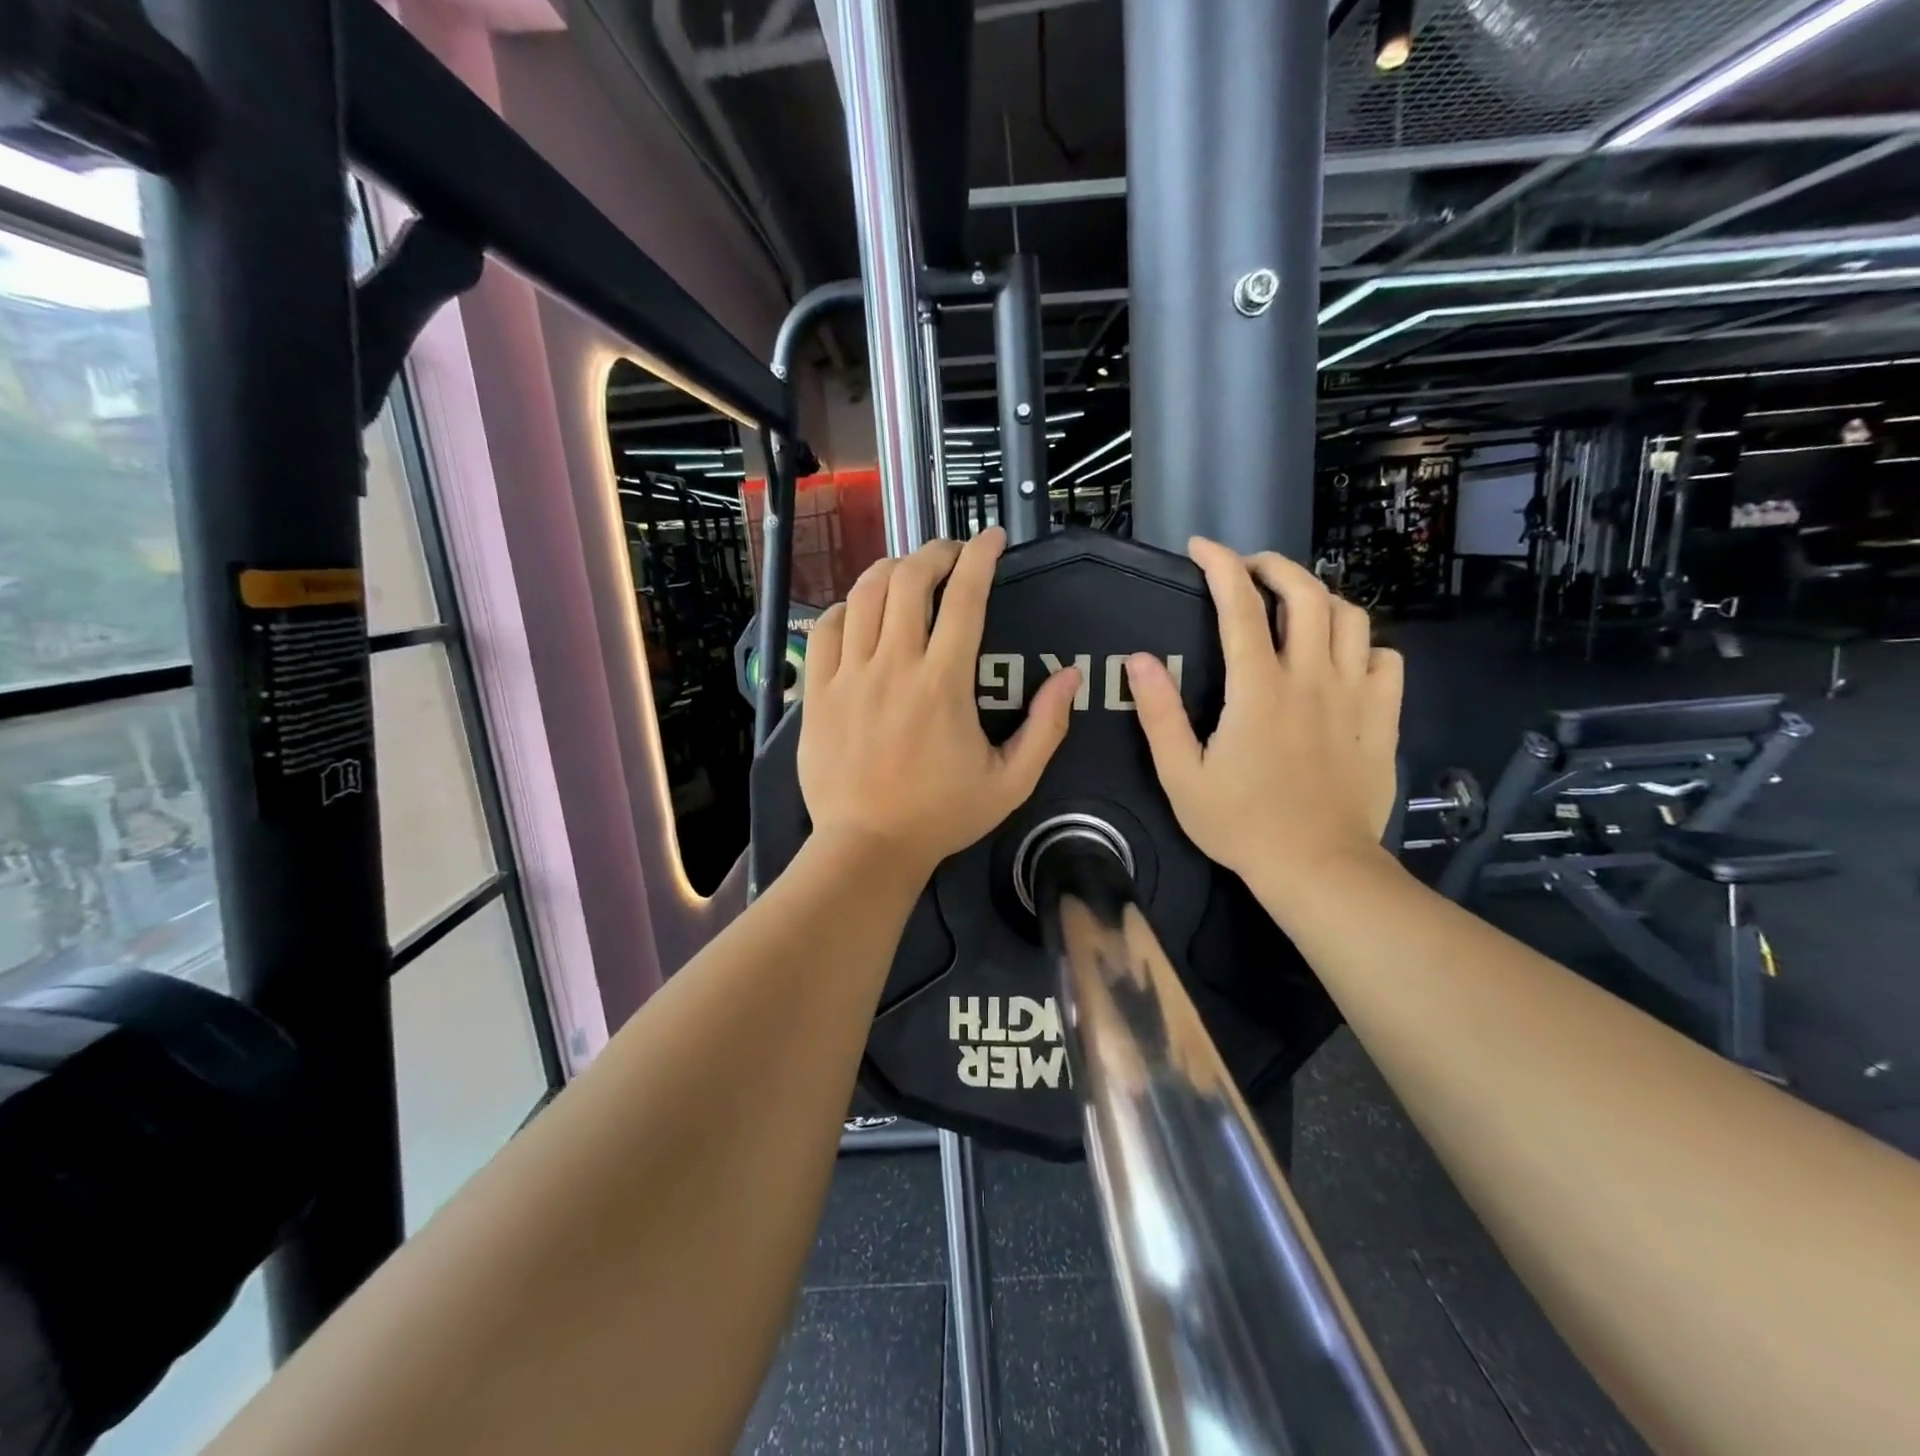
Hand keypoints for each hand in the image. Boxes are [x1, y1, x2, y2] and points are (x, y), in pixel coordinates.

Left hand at [798, 529, 1080, 880]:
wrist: (868, 848)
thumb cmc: (941, 816)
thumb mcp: (1011, 782)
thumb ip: (1046, 727)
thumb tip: (1069, 676)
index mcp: (944, 683)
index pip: (965, 597)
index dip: (981, 557)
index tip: (991, 538)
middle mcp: (894, 665)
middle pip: (909, 579)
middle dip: (934, 552)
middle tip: (951, 556)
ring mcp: (850, 676)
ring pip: (864, 594)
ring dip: (890, 570)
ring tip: (908, 574)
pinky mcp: (817, 691)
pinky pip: (825, 628)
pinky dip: (847, 608)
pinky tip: (861, 613)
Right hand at [1126, 539, 1402, 894]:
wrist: (1317, 868)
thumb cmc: (1241, 824)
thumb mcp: (1181, 775)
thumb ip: (1159, 714)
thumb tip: (1139, 661)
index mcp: (1258, 690)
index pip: (1240, 606)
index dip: (1219, 566)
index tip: (1200, 548)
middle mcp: (1311, 679)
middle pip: (1307, 593)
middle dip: (1275, 566)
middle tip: (1249, 569)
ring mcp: (1354, 697)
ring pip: (1352, 618)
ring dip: (1321, 597)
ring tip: (1294, 605)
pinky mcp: (1382, 720)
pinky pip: (1386, 660)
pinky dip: (1364, 646)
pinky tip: (1343, 659)